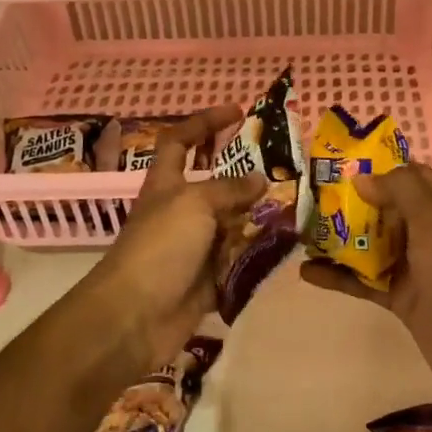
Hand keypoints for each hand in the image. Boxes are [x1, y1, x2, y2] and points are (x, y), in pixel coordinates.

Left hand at [88, 105, 265, 369]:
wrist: (134, 318)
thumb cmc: (159, 247)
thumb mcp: (194, 204)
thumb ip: (229, 189)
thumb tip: (260, 179)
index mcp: (166, 185)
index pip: (180, 141)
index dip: (204, 123)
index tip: (237, 112)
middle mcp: (180, 212)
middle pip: (215, 185)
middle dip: (246, 175)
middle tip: (284, 167)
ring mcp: (194, 248)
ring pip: (232, 224)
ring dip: (260, 217)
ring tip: (297, 207)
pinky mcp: (207, 281)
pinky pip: (239, 262)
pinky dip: (259, 256)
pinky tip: (287, 248)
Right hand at [299, 164, 431, 408]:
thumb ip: (399, 189)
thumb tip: (361, 178)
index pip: (409, 175)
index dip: (377, 165)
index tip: (339, 161)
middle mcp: (427, 232)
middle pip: (383, 208)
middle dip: (349, 201)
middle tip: (309, 194)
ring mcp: (412, 266)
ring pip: (369, 244)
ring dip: (338, 238)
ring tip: (301, 230)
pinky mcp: (399, 297)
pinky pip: (363, 281)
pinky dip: (337, 275)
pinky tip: (306, 272)